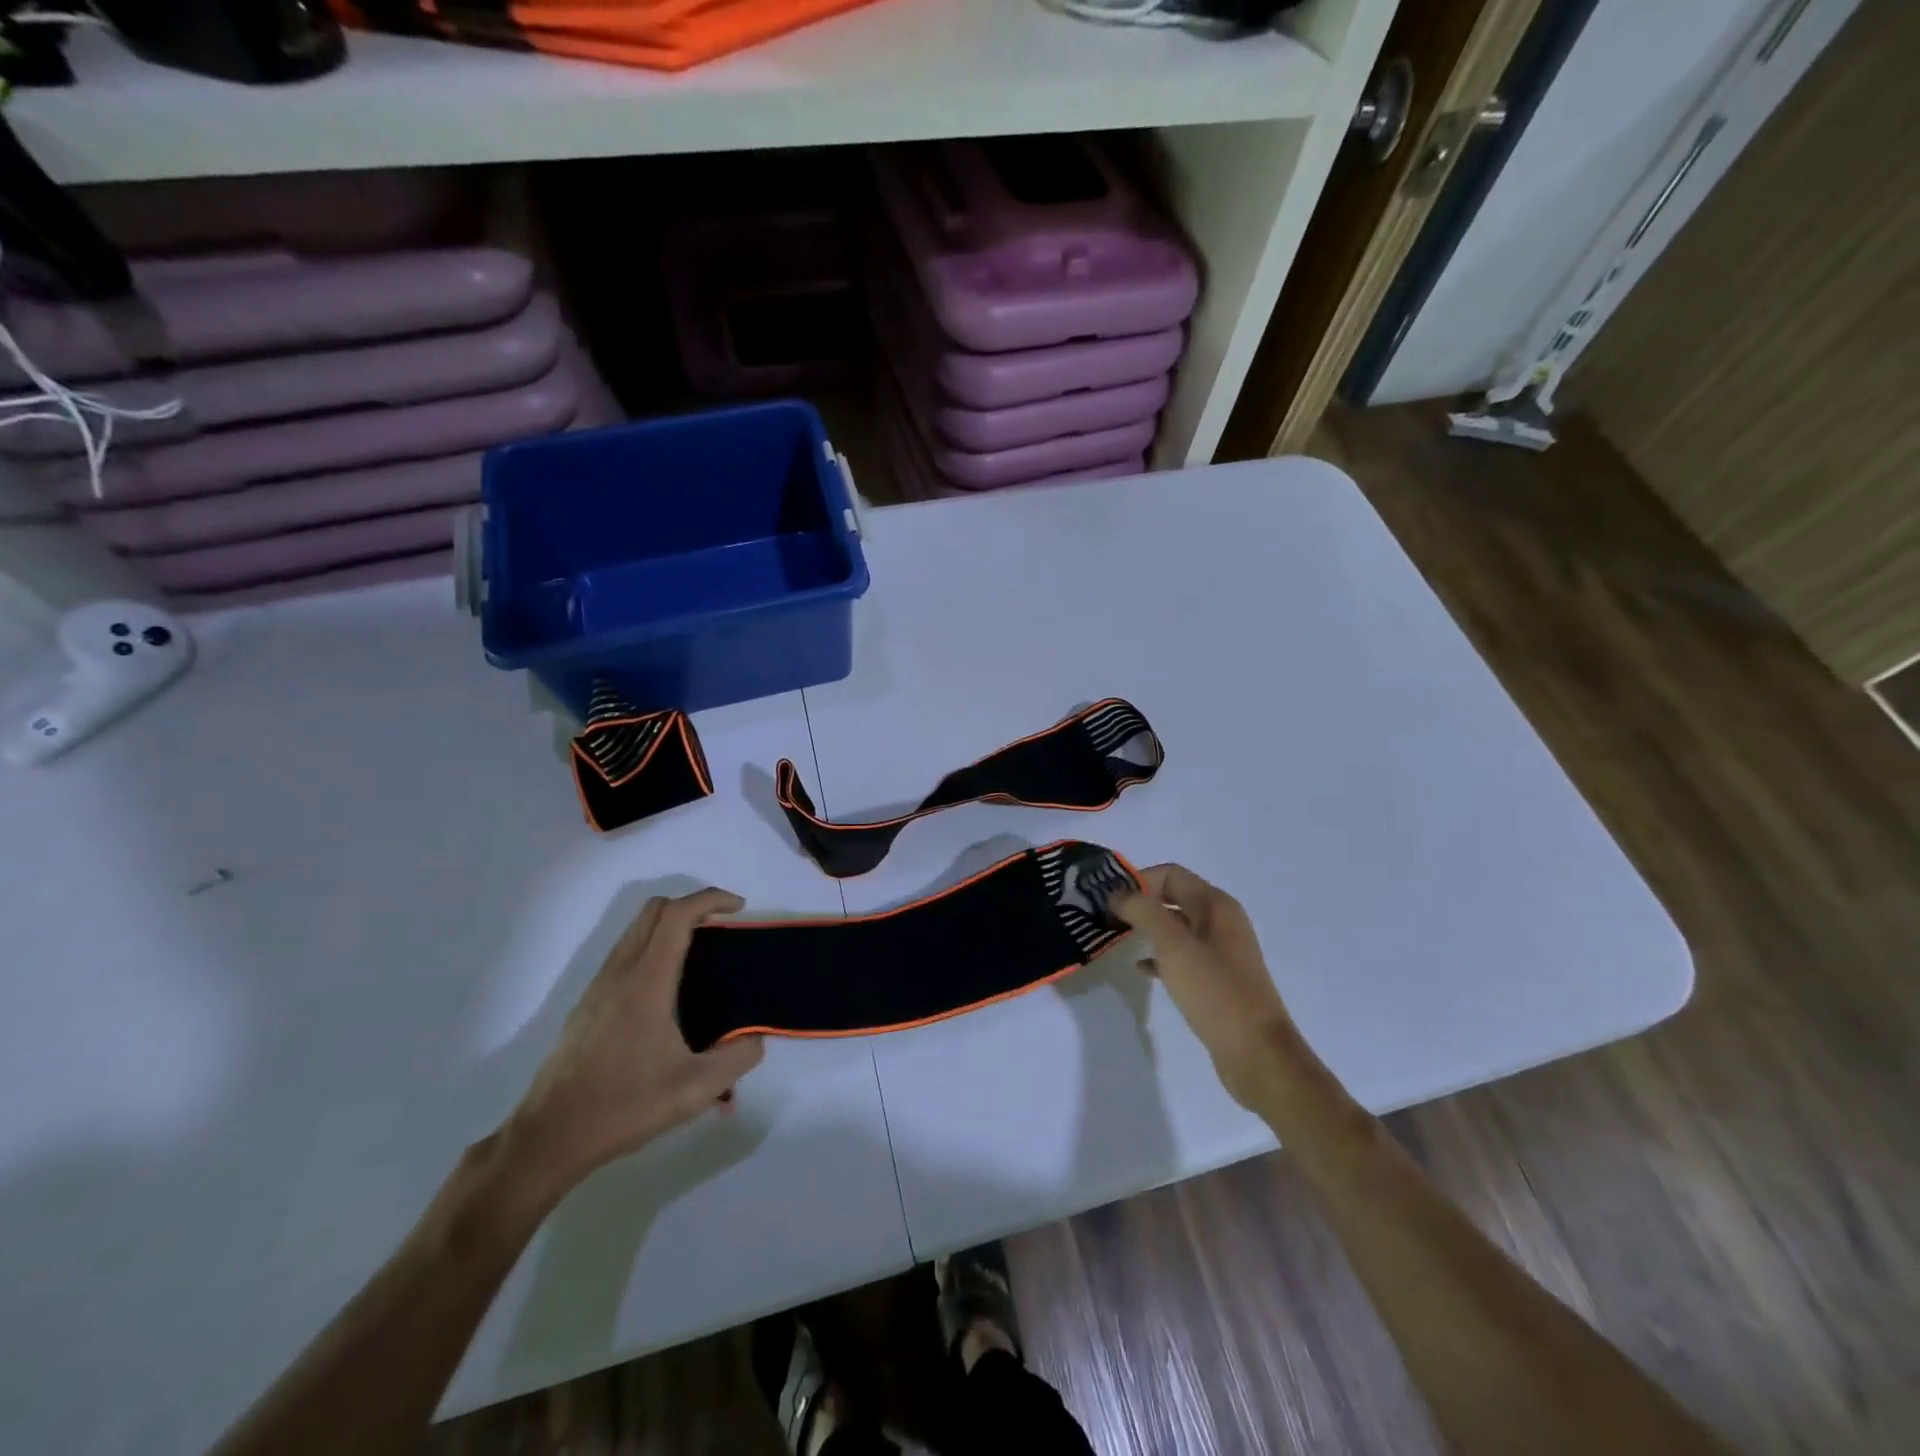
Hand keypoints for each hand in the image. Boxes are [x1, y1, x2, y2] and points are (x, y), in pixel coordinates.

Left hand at [501, 889, 764, 1194]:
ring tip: (702, 957)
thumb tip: (755, 1038)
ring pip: (636, 930)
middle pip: (655, 910)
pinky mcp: (588, 1004)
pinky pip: (625, 954)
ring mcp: (598, 986)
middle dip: (693, 906)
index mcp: (646, 982)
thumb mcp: (695, 1090)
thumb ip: (737, 1058)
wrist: (549, 1138)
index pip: (678, 915)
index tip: (739, 909)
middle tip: (723, 929)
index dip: (711, 899)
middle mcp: (620, 973)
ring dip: (671, 926)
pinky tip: (669, 993)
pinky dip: (653, 948)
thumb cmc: (623, 1107)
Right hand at [1113, 864, 1290, 1108]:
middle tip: (1105, 916)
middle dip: (1140, 902)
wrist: (1257, 1054)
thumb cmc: (1216, 992)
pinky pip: (1181, 956)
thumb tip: (1118, 894)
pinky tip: (1140, 969)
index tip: (1108, 899)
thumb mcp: (1174, 946)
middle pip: (1173, 897)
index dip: (1138, 880)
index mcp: (1216, 906)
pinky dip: (1159, 956)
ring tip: (1116, 938)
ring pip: (1175, 927)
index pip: (1170, 874)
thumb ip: (1144, 912)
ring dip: (1147, 928)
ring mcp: (1220, 952)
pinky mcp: (1216, 979)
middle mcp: (1221, 922)